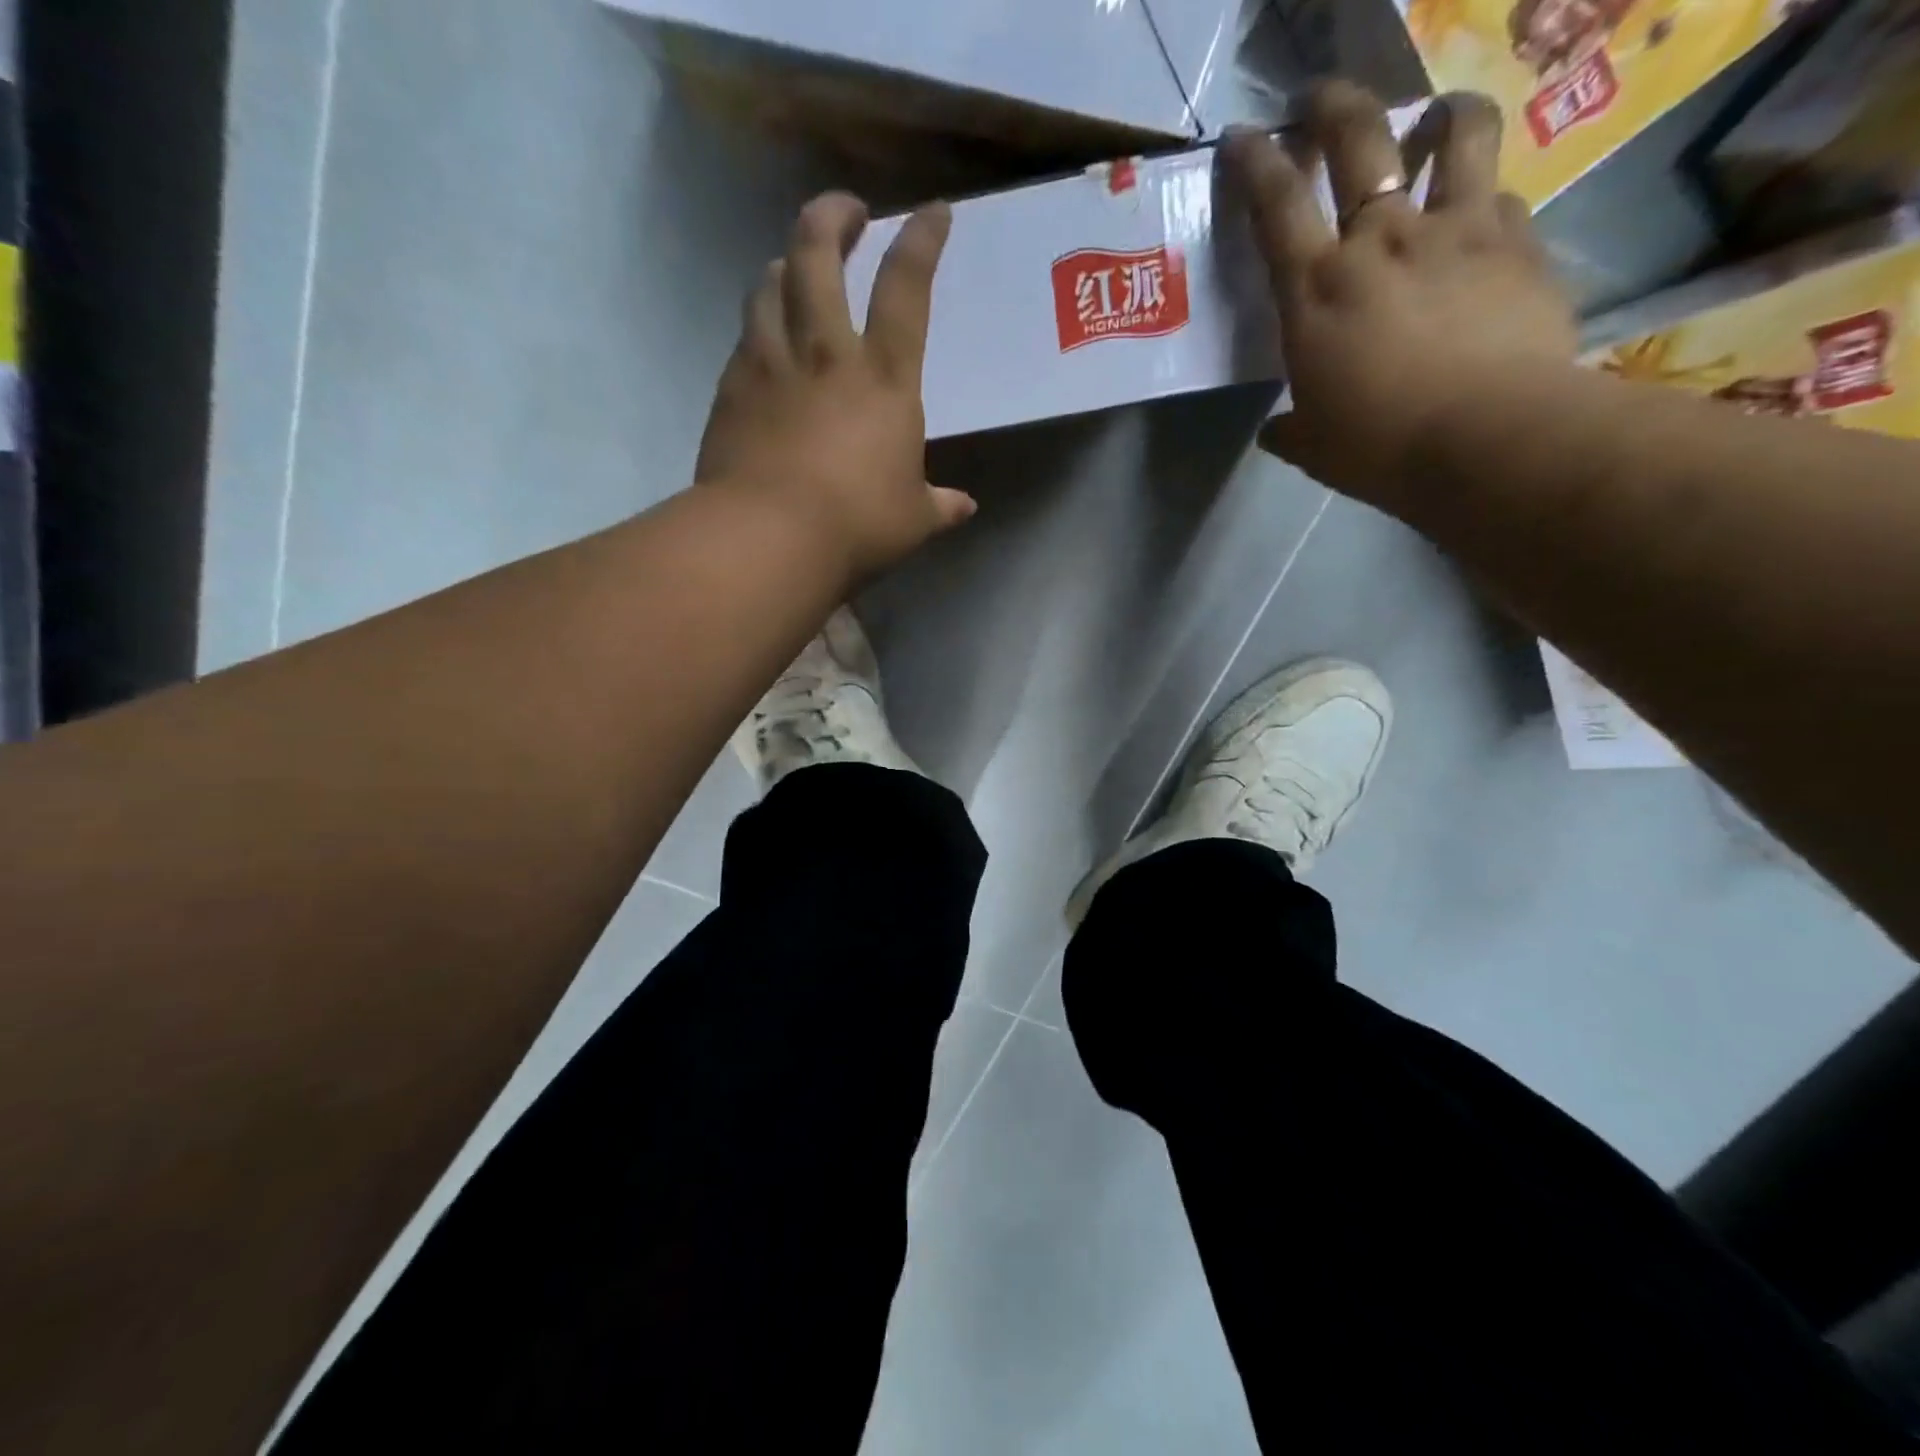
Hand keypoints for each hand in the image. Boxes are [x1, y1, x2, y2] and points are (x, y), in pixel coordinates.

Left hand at [695, 191, 974, 582]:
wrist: (770, 537)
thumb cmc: (857, 525)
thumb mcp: (912, 520)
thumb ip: (939, 505)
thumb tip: (964, 507)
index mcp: (885, 379)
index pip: (906, 288)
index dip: (922, 241)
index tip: (933, 212)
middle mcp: (826, 353)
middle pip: (820, 253)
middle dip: (833, 216)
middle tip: (847, 212)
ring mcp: (772, 363)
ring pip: (771, 283)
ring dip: (787, 262)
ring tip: (796, 267)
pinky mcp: (732, 387)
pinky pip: (745, 334)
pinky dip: (758, 322)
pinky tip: (763, 338)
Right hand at [1224, 83, 1576, 514]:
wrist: (1489, 439)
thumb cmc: (1380, 447)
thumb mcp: (1314, 446)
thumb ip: (1291, 428)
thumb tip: (1276, 431)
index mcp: (1317, 290)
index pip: (1276, 204)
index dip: (1255, 161)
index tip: (1244, 135)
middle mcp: (1383, 239)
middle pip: (1360, 136)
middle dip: (1335, 104)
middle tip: (1321, 98)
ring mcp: (1458, 230)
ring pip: (1458, 133)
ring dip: (1441, 115)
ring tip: (1437, 120)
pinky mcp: (1520, 242)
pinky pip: (1503, 198)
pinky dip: (1487, 200)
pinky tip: (1483, 222)